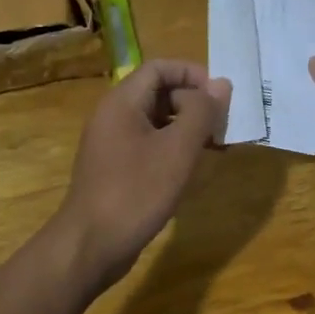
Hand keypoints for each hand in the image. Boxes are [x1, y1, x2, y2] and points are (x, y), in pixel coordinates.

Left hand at [52, 60, 228, 292]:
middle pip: (159, 92)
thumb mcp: (178, 150)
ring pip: (156, 121)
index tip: (221, 96)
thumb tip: (221, 84)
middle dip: (194, 103)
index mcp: (122, 102)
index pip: (160, 68)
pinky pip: (149, 145)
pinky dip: (174, 149)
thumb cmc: (136, 192)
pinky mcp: (116, 169)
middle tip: (224, 125)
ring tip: (217, 147)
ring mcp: (112, 144)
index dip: (193, 74)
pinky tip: (193, 168)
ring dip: (188, 128)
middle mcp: (113, 116)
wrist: (90, 246)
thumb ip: (202, 112)